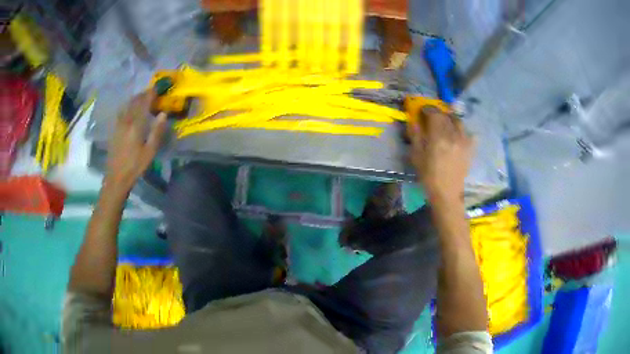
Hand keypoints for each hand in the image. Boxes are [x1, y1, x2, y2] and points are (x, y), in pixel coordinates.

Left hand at [105, 91, 167, 193]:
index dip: (151, 93)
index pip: (144, 103)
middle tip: (152, 91)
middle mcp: (126, 120)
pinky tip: (130, 109)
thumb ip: (157, 131)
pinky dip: (128, 106)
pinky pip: (122, 112)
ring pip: (127, 105)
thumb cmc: (135, 166)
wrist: (116, 177)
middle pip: (135, 101)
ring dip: (135, 99)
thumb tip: (163, 114)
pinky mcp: (114, 129)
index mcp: (136, 125)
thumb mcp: (150, 151)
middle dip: (143, 94)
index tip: (158, 86)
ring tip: (142, 97)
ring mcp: (118, 124)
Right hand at [409, 106, 473, 204]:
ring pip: (458, 121)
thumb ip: (415, 136)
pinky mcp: (470, 148)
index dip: (428, 109)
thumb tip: (414, 121)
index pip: (434, 113)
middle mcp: (453, 135)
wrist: (447, 193)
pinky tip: (458, 135)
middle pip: (446, 116)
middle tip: (432, 117)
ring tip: (445, 124)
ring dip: (450, 119)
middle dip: (438, 113)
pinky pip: (469, 133)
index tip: (422, 110)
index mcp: (438, 137)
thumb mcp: (416, 156)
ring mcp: (464, 141)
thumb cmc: (429, 176)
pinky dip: (463, 131)